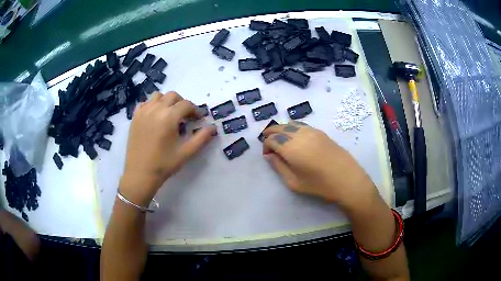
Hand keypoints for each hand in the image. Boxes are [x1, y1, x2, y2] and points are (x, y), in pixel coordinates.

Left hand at [120, 92, 215, 205]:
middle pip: (173, 96)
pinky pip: (146, 103)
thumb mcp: (186, 152)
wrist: (140, 174)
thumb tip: (213, 127)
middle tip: (185, 117)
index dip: (195, 110)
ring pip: (158, 96)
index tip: (198, 120)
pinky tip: (155, 117)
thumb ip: (202, 138)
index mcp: (169, 117)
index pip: (186, 104)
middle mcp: (155, 109)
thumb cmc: (164, 164)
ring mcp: (143, 111)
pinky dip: (153, 105)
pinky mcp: (135, 117)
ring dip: (167, 101)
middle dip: (182, 103)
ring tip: (169, 115)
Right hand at [262, 121, 376, 211]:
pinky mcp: (321, 132)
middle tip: (269, 145)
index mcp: (291, 148)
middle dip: (271, 134)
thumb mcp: (294, 182)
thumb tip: (269, 155)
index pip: (272, 139)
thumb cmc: (320, 185)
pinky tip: (295, 139)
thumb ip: (278, 167)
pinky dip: (293, 128)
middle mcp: (300, 135)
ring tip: (281, 141)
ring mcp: (312, 131)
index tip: (268, 156)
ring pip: (290, 124)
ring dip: (282, 130)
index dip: (266, 146)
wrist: (348, 180)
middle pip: (279, 127)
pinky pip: (302, 125)